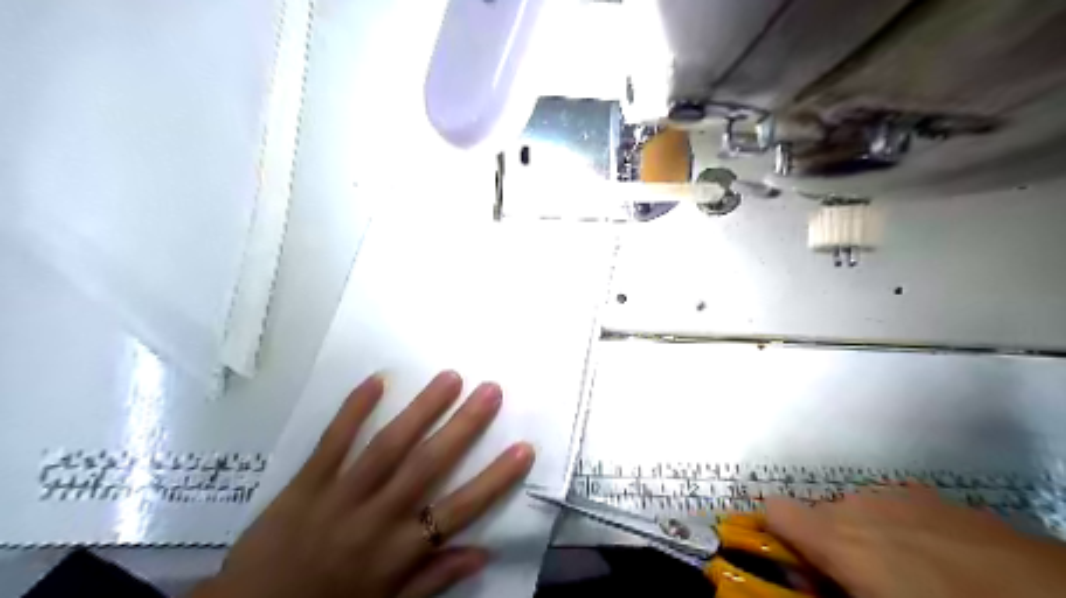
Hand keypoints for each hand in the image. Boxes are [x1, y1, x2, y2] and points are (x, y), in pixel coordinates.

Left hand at [192, 369, 538, 596]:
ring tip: (450, 378)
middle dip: (464, 426)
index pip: (460, 510)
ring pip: (387, 447)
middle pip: (428, 466)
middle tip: (491, 390)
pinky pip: (332, 443)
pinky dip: (353, 411)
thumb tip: (483, 552)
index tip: (524, 448)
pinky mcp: (304, 484)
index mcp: (399, 552)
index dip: (495, 479)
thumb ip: (434, 579)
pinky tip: (377, 380)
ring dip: (421, 410)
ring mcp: (339, 497)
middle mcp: (376, 519)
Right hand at [772, 488, 1065, 595]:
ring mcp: (899, 496)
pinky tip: (942, 561)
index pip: (774, 511)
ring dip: (865, 537)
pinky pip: (896, 508)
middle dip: (828, 545)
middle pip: (817, 514)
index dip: (778, 537)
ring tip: (908, 576)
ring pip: (857, 510)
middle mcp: (859, 505)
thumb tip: (803, 582)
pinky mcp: (937, 497)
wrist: (1049, 597)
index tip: (801, 569)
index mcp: (838, 536)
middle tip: (860, 585)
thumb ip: (824, 592)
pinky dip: (901, 530)